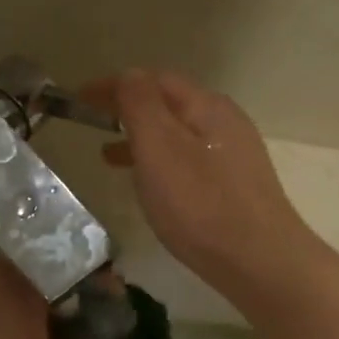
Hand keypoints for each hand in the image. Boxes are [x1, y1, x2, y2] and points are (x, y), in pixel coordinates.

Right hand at [87, 70, 323, 307]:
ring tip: (109, 157)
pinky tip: (151, 187)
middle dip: (128, 110)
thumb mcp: (160, 149)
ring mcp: (233, 155)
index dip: (113, 85)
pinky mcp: (235, 187)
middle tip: (93, 124)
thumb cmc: (201, 205)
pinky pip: (188, 161)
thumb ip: (140, 106)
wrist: (259, 262)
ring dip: (141, 139)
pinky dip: (160, 164)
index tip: (79, 99)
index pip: (154, 79)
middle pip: (169, 105)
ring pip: (178, 135)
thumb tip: (128, 76)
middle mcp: (225, 122)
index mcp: (206, 106)